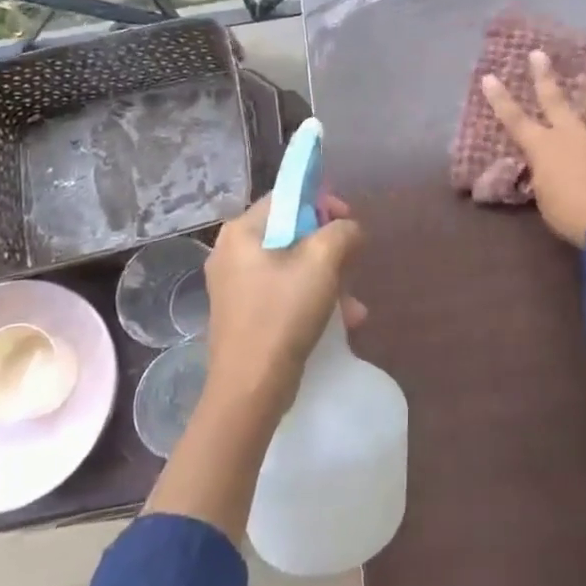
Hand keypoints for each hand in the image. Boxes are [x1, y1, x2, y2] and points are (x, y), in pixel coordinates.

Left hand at [202, 192, 364, 421]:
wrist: (250, 388)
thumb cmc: (283, 315)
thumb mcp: (322, 263)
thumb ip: (341, 232)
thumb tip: (349, 228)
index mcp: (242, 231)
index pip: (287, 196)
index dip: (322, 202)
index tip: (348, 222)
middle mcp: (232, 252)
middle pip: (292, 231)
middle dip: (330, 249)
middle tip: (353, 265)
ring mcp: (235, 285)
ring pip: (293, 265)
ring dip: (328, 279)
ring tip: (353, 305)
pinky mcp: (244, 313)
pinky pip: (284, 291)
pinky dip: (312, 299)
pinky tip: (341, 321)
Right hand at [481, 50, 585, 245]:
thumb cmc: (569, 214)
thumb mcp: (545, 198)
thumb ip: (547, 176)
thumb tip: (551, 169)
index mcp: (544, 148)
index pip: (515, 120)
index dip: (501, 100)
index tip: (490, 77)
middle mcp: (573, 136)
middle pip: (556, 101)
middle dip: (544, 77)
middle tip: (539, 53)